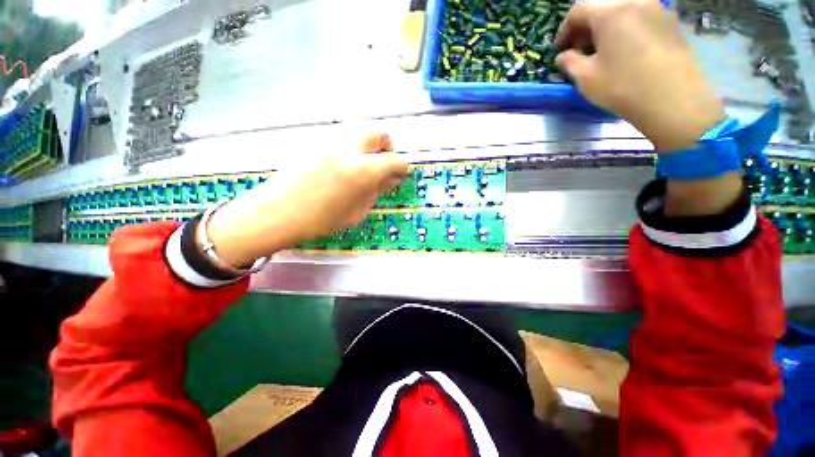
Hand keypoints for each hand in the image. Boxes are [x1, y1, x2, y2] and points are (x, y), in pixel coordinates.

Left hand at [203, 133, 407, 266]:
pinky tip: (343, 166)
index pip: (394, 160)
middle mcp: (349, 148)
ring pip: (360, 132)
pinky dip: (352, 148)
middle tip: (382, 165)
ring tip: (363, 166)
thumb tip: (390, 179)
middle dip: (387, 148)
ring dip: (369, 146)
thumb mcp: (357, 211)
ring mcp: (331, 141)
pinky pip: (343, 138)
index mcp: (362, 170)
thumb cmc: (321, 219)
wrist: (278, 212)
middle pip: (379, 133)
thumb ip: (377, 190)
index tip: (400, 175)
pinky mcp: (317, 141)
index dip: (402, 167)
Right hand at [556, 0, 741, 216]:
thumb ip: (572, 63)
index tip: (558, 49)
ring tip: (596, 57)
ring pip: (621, 12)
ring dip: (603, 30)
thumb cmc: (629, 94)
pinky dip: (623, 33)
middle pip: (601, 5)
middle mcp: (638, 3)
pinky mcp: (672, 28)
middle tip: (574, 52)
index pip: (579, 8)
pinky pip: (639, 20)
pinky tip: (621, 57)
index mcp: (614, 12)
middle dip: (583, 27)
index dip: (563, 29)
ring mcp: (659, 13)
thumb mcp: (588, 80)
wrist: (683, 109)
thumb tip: (566, 57)